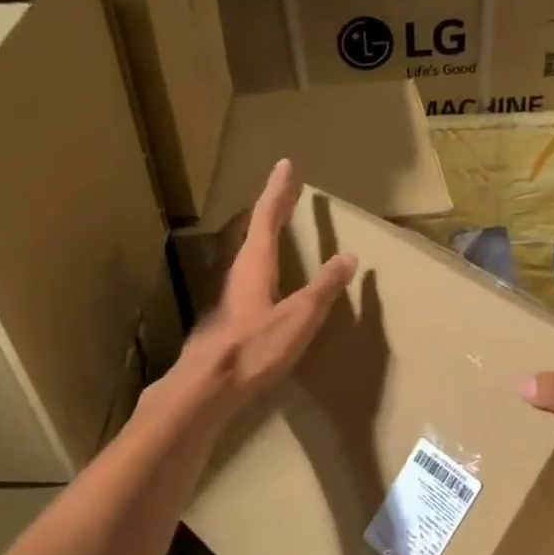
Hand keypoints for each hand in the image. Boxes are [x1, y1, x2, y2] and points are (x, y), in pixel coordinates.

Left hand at [167, 160, 356, 416]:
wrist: (206, 389)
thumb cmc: (253, 349)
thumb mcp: (298, 319)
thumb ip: (323, 289)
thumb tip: (347, 257)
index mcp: (255, 265)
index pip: (266, 217)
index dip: (278, 192)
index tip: (284, 165)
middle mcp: (236, 273)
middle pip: (252, 231)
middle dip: (270, 210)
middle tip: (283, 193)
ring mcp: (226, 297)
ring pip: (245, 255)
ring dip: (260, 236)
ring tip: (273, 229)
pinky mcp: (224, 319)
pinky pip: (245, 278)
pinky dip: (259, 265)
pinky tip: (264, 282)